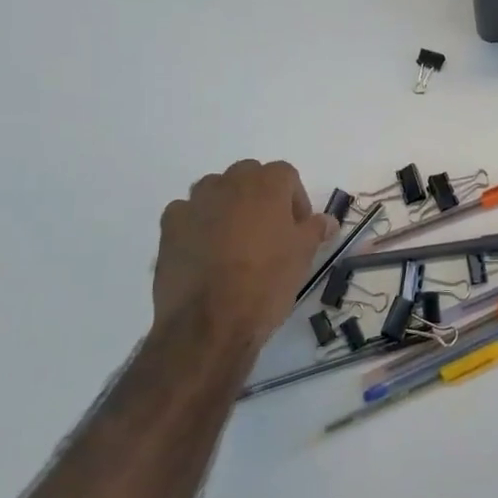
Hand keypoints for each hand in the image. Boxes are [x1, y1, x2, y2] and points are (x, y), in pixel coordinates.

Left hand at [153, 160, 336, 353]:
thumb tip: (328, 221)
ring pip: (215, 190)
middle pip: (249, 176)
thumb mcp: (303, 257)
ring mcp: (195, 203)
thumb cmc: (266, 283)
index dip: (295, 199)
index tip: (298, 228)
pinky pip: (187, 213)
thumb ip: (315, 230)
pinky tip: (204, 251)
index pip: (286, 174)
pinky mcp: (169, 227)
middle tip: (268, 231)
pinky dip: (197, 224)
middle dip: (260, 196)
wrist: (209, 323)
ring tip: (234, 241)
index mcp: (266, 185)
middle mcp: (229, 183)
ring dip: (227, 205)